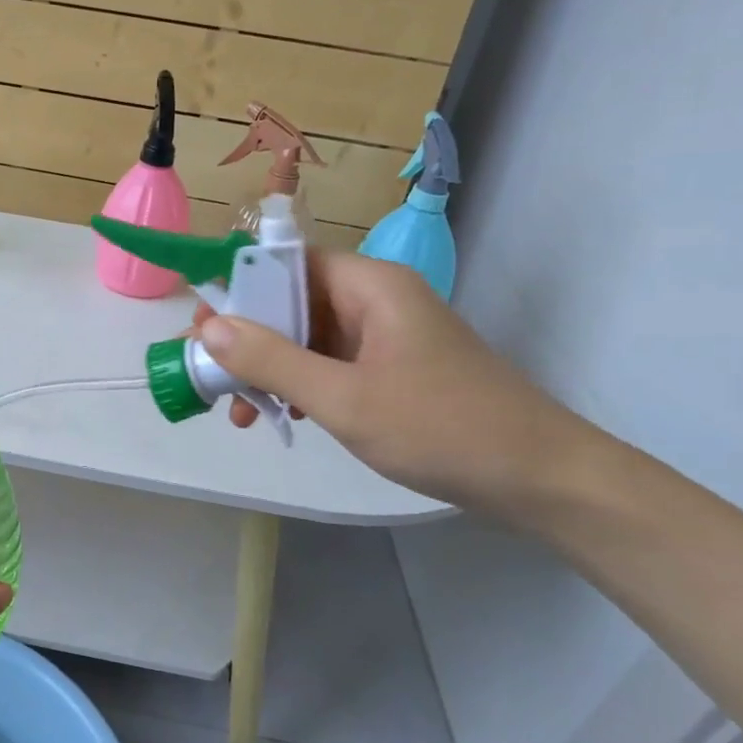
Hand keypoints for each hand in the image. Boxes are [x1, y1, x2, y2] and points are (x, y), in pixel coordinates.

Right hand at [195, 251, 592, 515]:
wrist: (539, 479)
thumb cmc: (441, 428)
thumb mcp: (343, 398)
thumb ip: (272, 361)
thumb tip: (210, 326)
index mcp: (369, 286)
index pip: (287, 263)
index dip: (239, 288)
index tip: (202, 329)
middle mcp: (376, 300)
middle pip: (293, 301)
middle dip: (249, 339)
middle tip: (214, 378)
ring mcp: (386, 336)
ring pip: (309, 337)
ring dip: (271, 369)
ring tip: (243, 414)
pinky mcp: (393, 369)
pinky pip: (331, 363)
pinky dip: (301, 385)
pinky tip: (283, 418)